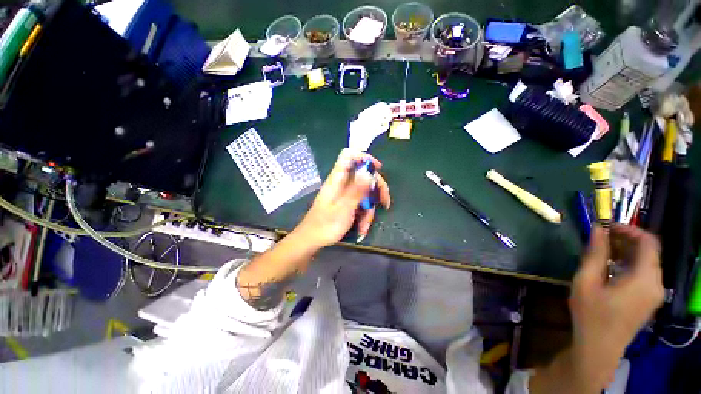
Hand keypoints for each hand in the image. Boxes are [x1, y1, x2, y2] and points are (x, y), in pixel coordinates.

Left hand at [294, 149, 390, 249]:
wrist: (312, 240)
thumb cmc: (326, 224)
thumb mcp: (344, 207)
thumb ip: (357, 189)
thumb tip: (368, 172)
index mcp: (338, 178)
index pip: (349, 156)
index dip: (364, 158)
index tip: (378, 169)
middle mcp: (342, 183)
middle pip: (363, 176)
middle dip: (376, 189)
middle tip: (385, 202)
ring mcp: (344, 194)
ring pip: (364, 193)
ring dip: (368, 209)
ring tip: (365, 226)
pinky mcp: (345, 203)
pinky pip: (359, 203)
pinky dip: (363, 215)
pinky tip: (361, 228)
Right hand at [569, 224, 663, 389]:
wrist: (599, 347)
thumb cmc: (591, 313)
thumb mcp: (587, 281)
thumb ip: (595, 254)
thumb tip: (598, 228)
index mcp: (645, 278)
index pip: (649, 242)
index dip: (630, 229)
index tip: (607, 227)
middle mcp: (657, 283)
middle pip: (649, 252)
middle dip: (626, 240)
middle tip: (600, 238)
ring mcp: (655, 293)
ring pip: (646, 263)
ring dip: (626, 252)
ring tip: (603, 252)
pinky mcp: (649, 300)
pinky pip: (644, 274)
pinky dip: (629, 265)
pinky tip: (611, 269)